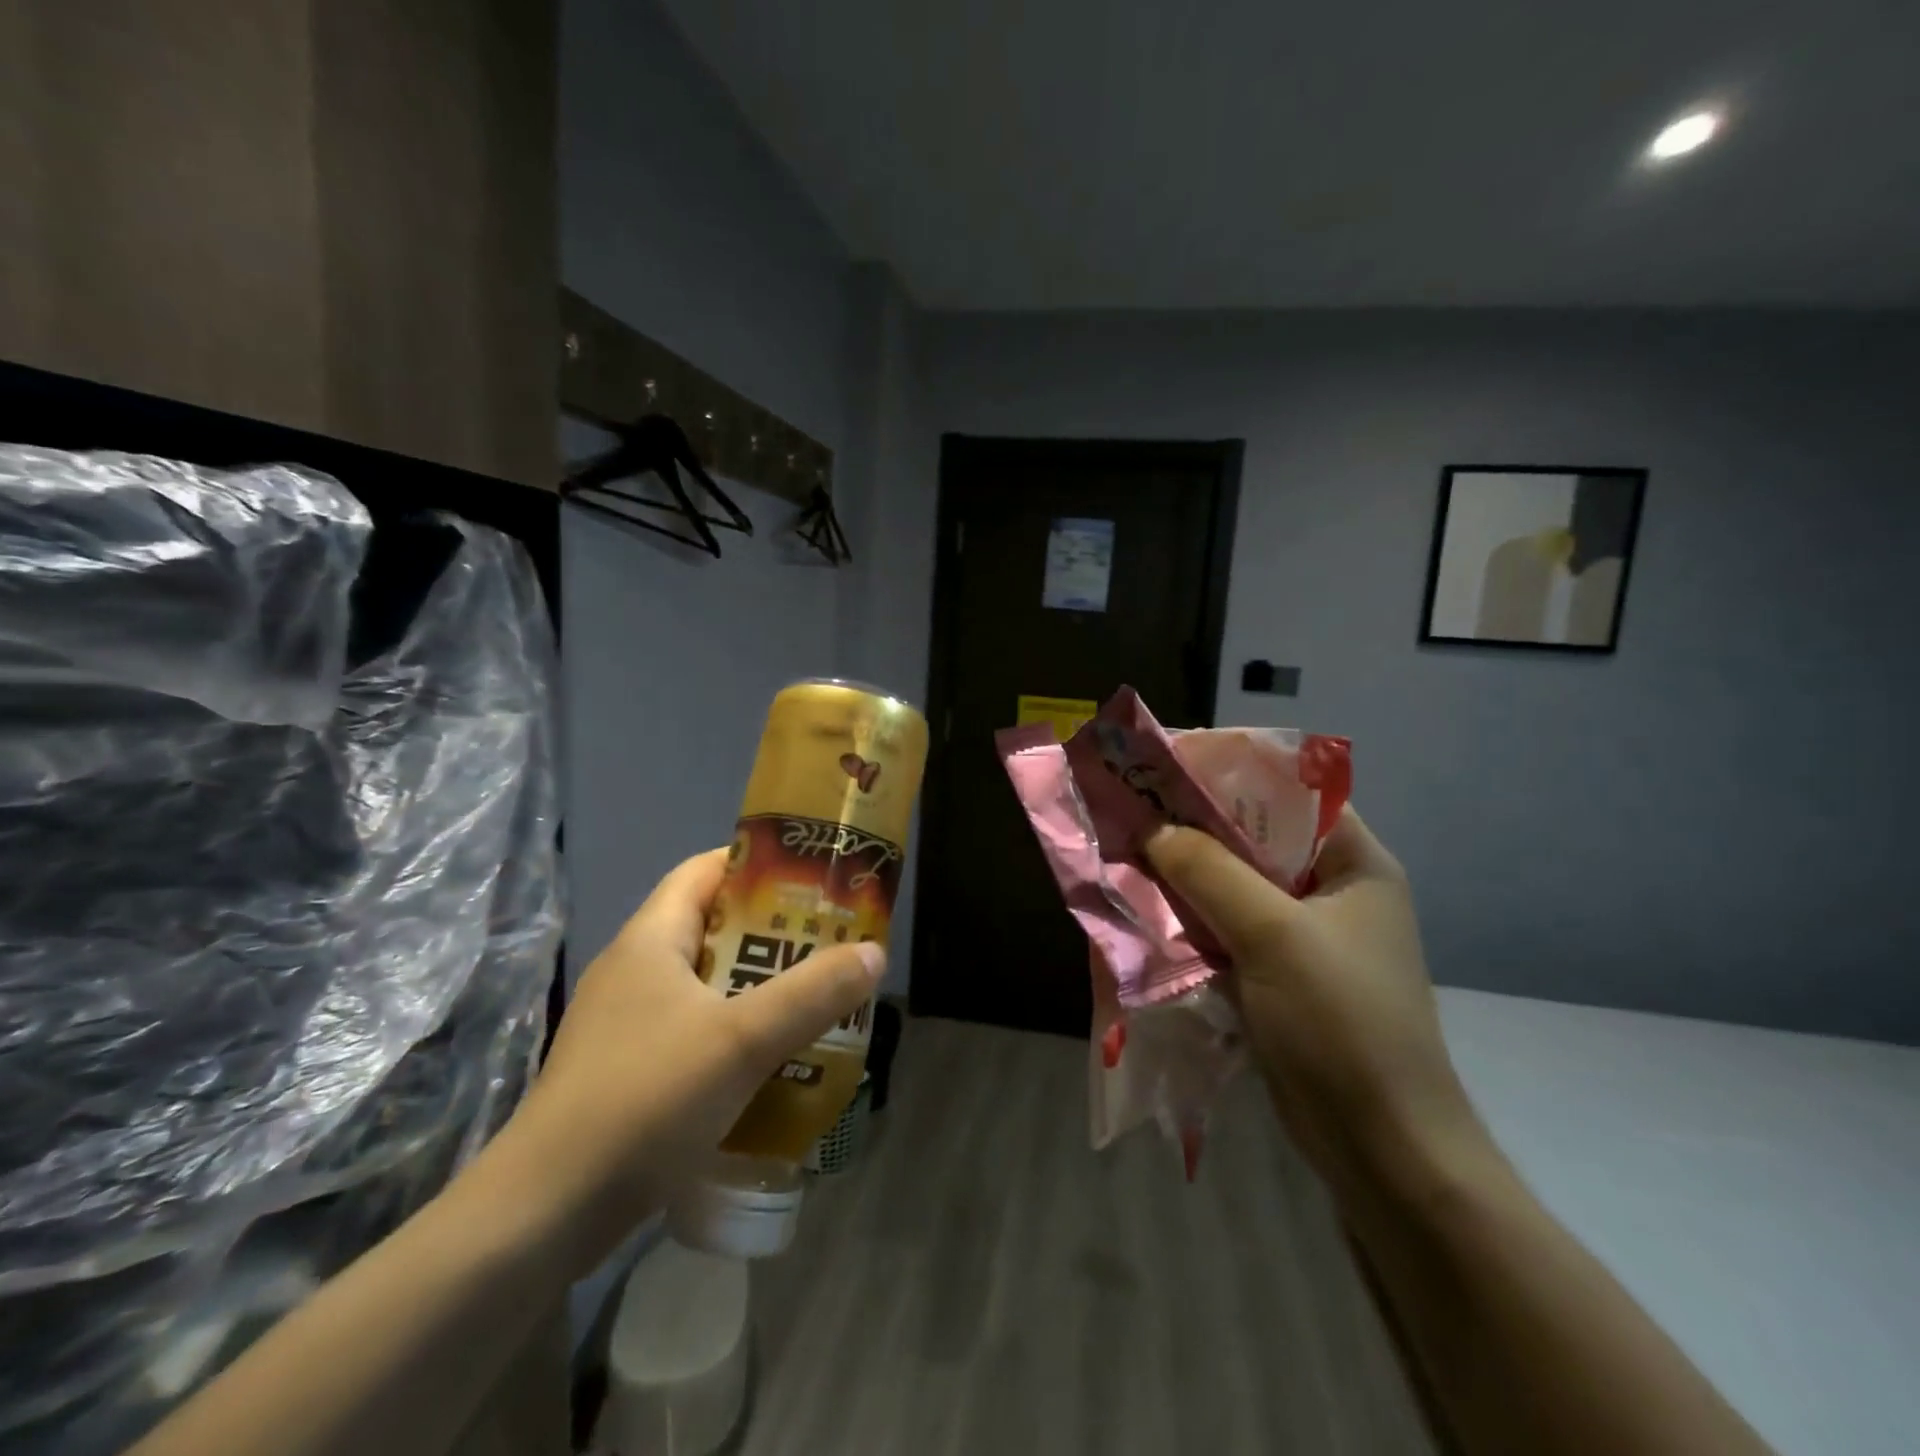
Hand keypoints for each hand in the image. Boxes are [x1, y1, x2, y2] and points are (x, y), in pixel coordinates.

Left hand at [501, 848, 883, 1265]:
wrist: (545, 1214)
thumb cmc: (644, 1100)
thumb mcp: (741, 1040)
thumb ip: (812, 993)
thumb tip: (874, 953)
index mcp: (649, 940)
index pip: (703, 871)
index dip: (757, 864)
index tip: (811, 879)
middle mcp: (635, 970)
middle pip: (712, 927)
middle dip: (773, 932)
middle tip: (829, 943)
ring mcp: (627, 1024)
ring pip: (707, 983)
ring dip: (759, 987)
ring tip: (816, 997)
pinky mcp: (629, 1071)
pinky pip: (695, 1030)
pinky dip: (737, 1031)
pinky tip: (774, 1059)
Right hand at [1144, 808, 1478, 1187]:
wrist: (1381, 1148)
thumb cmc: (1341, 1024)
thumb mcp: (1273, 935)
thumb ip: (1209, 872)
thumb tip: (1151, 827)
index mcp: (1354, 863)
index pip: (1288, 792)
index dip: (1229, 775)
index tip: (1165, 769)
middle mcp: (1331, 890)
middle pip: (1253, 840)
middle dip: (1193, 828)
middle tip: (1132, 812)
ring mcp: (1304, 936)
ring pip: (1233, 886)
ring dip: (1185, 877)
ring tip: (1127, 855)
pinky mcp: (1278, 974)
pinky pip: (1225, 929)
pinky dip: (1190, 920)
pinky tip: (1145, 912)